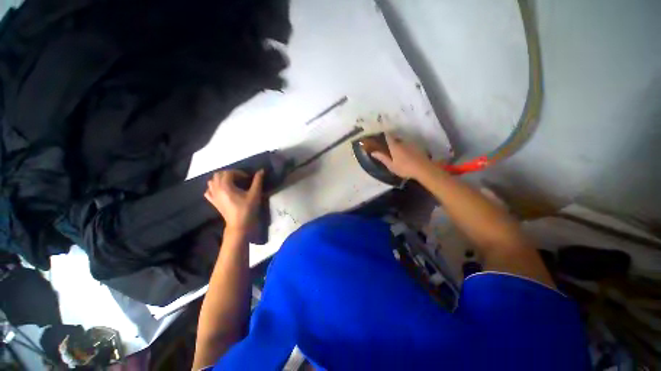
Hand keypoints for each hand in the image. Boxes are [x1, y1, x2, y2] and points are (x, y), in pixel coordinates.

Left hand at [204, 169, 264, 231]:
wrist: (239, 225)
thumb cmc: (247, 209)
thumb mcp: (255, 194)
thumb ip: (257, 181)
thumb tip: (261, 170)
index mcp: (226, 186)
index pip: (229, 172)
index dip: (239, 172)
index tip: (247, 177)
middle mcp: (217, 189)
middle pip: (218, 175)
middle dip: (229, 173)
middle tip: (240, 178)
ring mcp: (213, 196)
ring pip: (212, 181)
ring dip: (220, 179)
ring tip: (231, 182)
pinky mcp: (213, 202)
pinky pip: (209, 191)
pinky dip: (214, 187)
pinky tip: (222, 190)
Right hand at [370, 134, 436, 179]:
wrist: (423, 169)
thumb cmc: (404, 168)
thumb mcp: (391, 165)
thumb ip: (382, 158)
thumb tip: (373, 152)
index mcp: (394, 146)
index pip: (388, 137)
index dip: (385, 135)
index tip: (381, 134)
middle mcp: (402, 142)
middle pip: (396, 139)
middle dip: (392, 141)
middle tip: (389, 147)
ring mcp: (411, 144)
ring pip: (403, 142)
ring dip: (400, 145)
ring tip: (398, 152)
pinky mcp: (418, 147)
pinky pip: (409, 145)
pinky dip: (406, 148)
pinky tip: (407, 154)